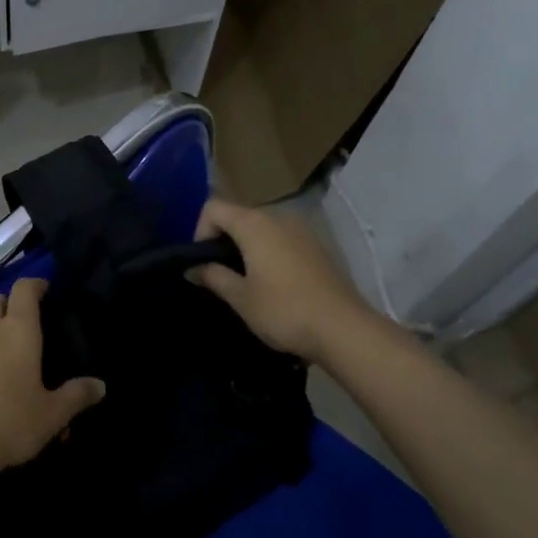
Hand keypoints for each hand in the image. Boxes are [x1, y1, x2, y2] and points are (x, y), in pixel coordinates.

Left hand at [0, 278, 105, 485]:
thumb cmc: (9, 422)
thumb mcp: (52, 415)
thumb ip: (76, 396)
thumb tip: (99, 385)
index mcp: (18, 331)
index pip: (24, 290)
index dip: (35, 284)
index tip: (45, 289)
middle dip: (8, 305)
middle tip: (23, 326)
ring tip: (1, 358)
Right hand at [190, 196, 375, 360]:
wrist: (344, 329)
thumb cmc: (284, 310)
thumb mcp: (240, 297)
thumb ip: (213, 276)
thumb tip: (193, 268)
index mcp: (254, 224)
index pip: (214, 208)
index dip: (200, 231)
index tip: (203, 263)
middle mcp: (279, 217)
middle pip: (238, 215)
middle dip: (223, 240)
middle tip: (220, 275)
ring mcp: (302, 229)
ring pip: (262, 227)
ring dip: (247, 247)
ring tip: (246, 280)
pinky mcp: (318, 245)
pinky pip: (282, 238)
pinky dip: (269, 252)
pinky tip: (274, 283)